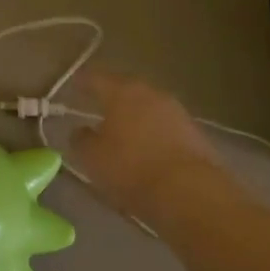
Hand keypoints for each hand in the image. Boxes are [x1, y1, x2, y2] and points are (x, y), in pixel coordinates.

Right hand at [68, 72, 229, 224]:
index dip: (83, 82)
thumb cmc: (131, 168)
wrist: (189, 192)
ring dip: (135, 116)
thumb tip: (80, 131)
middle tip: (99, 107)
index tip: (75, 85)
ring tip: (123, 131)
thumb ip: (81, 140)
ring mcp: (176, 111)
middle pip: (126, 89)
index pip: (96, 79)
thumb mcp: (93, 158)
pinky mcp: (194, 133)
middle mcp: (150, 93)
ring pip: (148, 107)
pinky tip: (147, 148)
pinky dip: (153, 133)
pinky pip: (165, 126)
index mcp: (121, 91)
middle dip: (112, 97)